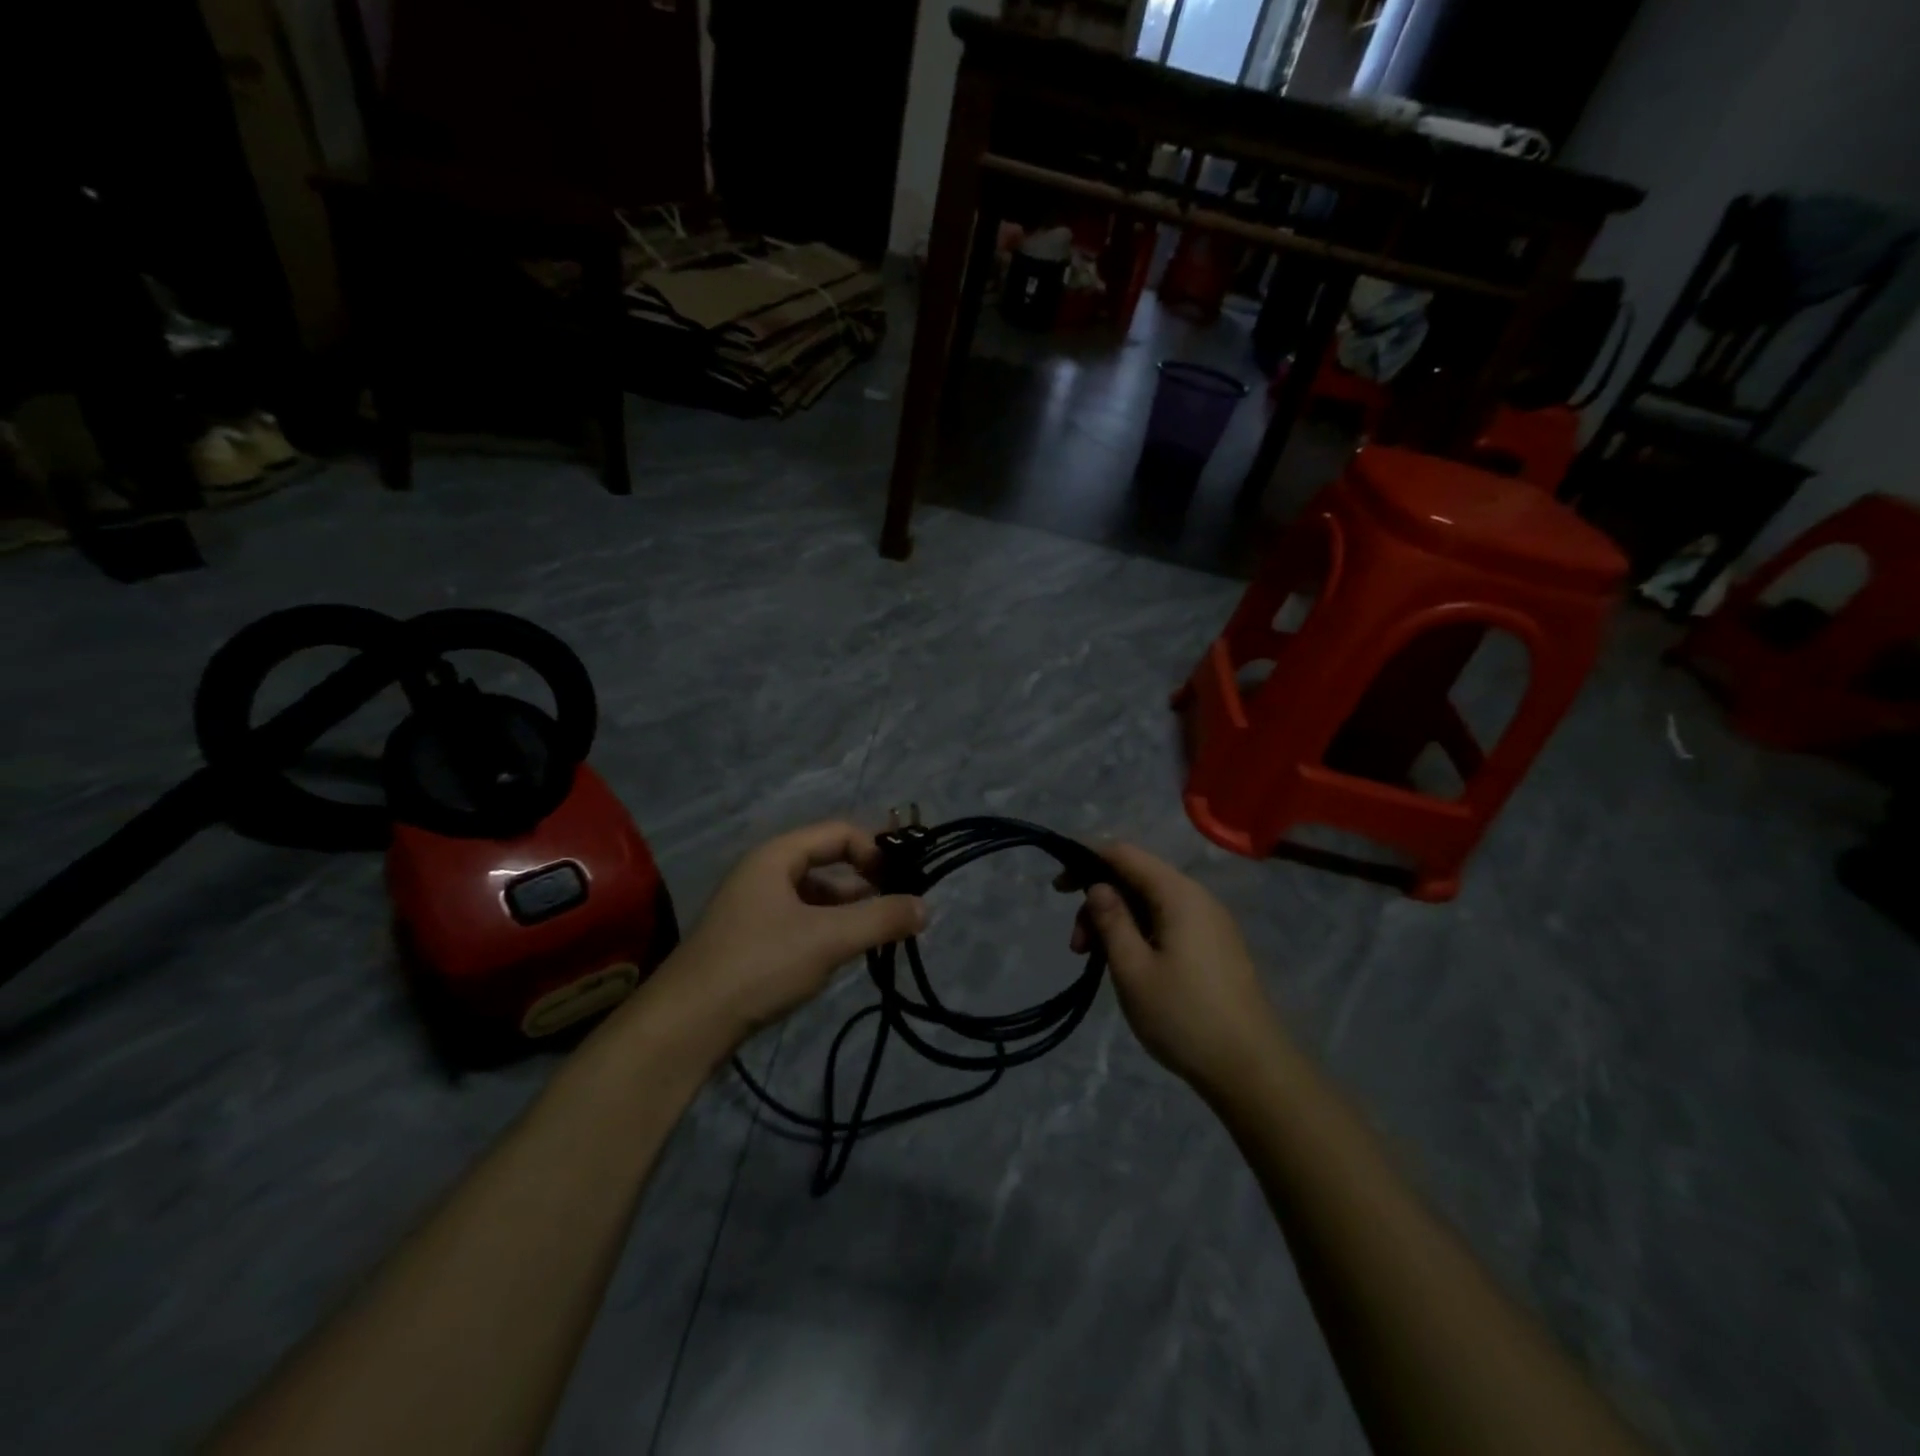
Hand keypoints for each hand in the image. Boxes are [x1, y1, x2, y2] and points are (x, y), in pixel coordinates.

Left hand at [655, 821, 925, 1045]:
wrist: (686, 1026)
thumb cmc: (759, 965)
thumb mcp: (828, 939)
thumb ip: (881, 920)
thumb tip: (926, 907)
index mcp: (776, 856)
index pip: (839, 833)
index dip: (875, 851)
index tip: (904, 880)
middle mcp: (764, 873)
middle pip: (827, 863)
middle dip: (866, 883)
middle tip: (900, 909)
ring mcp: (754, 908)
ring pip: (815, 897)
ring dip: (849, 911)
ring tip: (879, 936)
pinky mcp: (751, 941)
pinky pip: (800, 922)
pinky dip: (827, 931)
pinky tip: (842, 957)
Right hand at [1069, 843, 1285, 1095]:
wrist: (1252, 1070)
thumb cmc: (1184, 1016)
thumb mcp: (1133, 969)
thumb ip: (1111, 920)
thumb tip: (1097, 886)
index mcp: (1178, 894)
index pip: (1124, 853)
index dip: (1086, 860)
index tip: (1058, 888)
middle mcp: (1198, 897)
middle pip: (1137, 878)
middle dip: (1099, 901)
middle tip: (1076, 946)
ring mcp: (1211, 923)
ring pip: (1151, 903)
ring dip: (1117, 922)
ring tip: (1096, 961)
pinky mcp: (1215, 947)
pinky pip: (1168, 922)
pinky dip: (1139, 933)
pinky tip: (1128, 965)